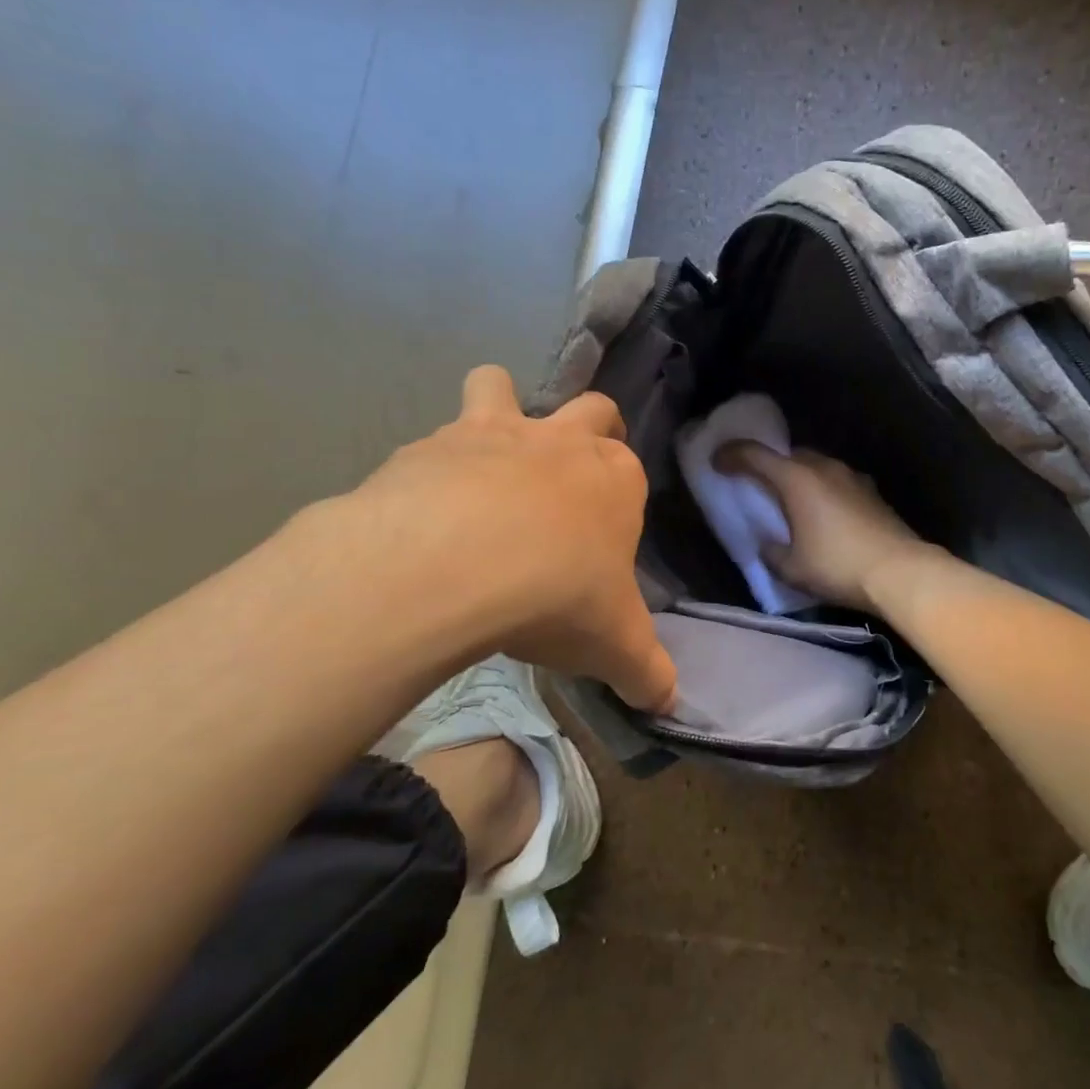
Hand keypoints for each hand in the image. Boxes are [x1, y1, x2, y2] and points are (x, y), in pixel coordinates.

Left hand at [340, 365, 675, 710]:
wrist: (455, 565)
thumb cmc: (557, 596)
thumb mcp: (615, 647)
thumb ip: (647, 673)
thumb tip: (668, 704)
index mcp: (616, 478)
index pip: (632, 468)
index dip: (621, 497)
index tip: (604, 538)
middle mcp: (561, 441)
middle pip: (590, 408)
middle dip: (589, 426)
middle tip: (570, 471)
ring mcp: (492, 434)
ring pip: (498, 385)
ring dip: (497, 406)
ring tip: (484, 457)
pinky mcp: (428, 446)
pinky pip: (432, 441)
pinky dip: (431, 469)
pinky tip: (421, 513)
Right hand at [716, 444, 934, 611]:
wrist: (900, 571)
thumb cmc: (837, 566)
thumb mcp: (791, 567)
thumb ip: (771, 551)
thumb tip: (768, 543)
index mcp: (797, 479)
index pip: (755, 455)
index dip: (731, 455)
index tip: (716, 460)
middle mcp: (824, 467)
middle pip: (788, 455)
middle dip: (768, 464)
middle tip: (755, 482)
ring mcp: (851, 476)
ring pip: (815, 465)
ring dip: (798, 476)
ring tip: (789, 499)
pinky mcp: (871, 491)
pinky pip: (835, 480)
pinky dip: (821, 489)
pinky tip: (822, 512)